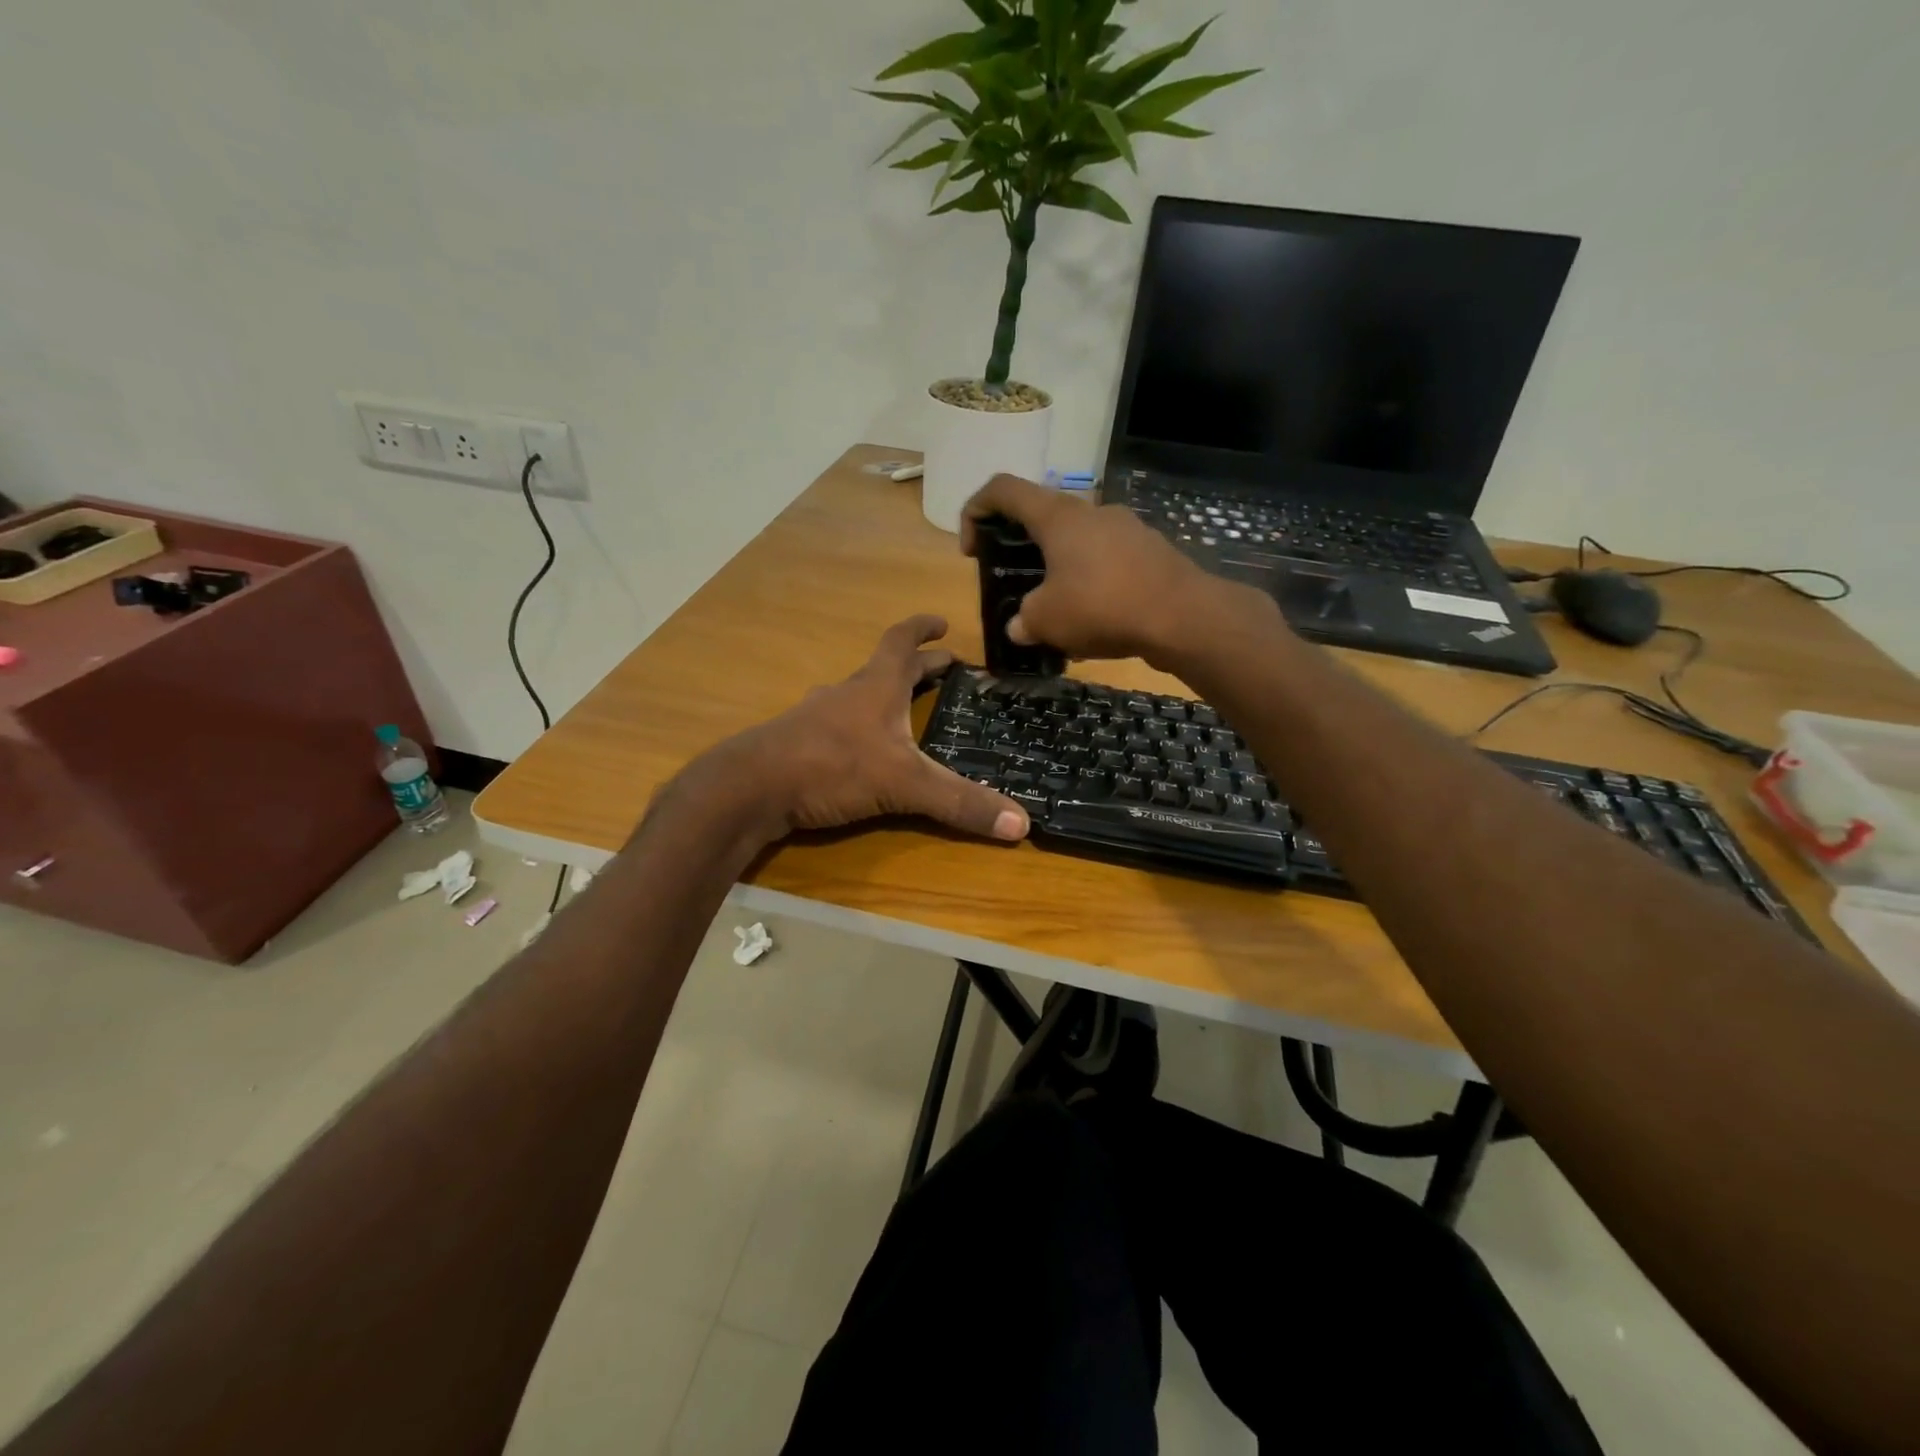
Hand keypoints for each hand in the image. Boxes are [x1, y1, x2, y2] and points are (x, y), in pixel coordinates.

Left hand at [686, 615, 1029, 844]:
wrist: (751, 787)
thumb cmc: (831, 766)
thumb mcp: (904, 785)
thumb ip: (960, 802)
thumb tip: (1022, 824)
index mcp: (876, 687)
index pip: (902, 642)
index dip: (923, 629)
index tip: (942, 622)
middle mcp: (847, 693)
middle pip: (885, 669)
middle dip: (917, 667)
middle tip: (944, 670)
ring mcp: (818, 717)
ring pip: (857, 696)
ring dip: (883, 696)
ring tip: (903, 709)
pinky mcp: (799, 744)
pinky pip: (836, 725)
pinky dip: (857, 727)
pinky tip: (859, 749)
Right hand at [961, 474, 1269, 665]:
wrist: (1184, 616)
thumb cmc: (1103, 607)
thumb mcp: (1046, 621)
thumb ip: (1023, 620)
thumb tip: (1020, 627)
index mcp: (1057, 516)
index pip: (1003, 488)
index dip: (975, 510)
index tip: (972, 549)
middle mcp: (1091, 511)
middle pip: (1042, 514)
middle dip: (1020, 546)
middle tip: (1015, 582)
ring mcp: (1125, 527)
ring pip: (1077, 540)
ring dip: (1057, 567)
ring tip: (1056, 609)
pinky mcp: (1149, 550)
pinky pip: (1106, 559)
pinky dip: (1090, 580)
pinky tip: (1094, 619)